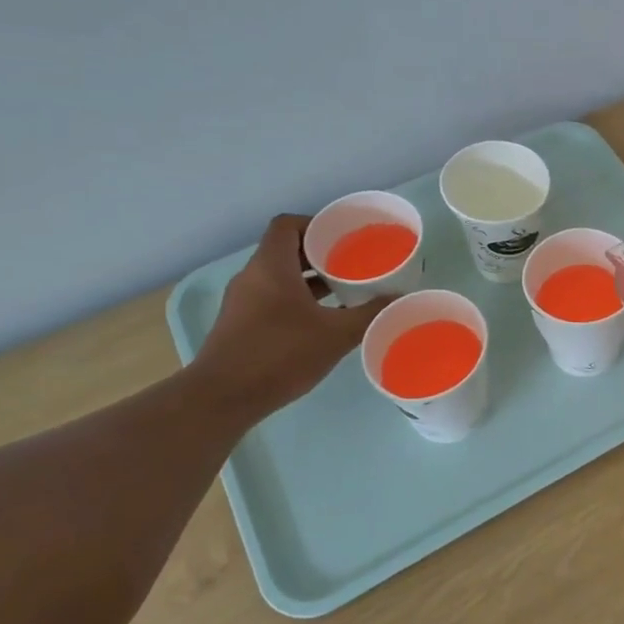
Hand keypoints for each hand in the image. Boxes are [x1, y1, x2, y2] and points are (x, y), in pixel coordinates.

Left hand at [193, 215, 386, 417]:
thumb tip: (399, 298)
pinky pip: (271, 297)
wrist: (224, 398)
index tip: (343, 237)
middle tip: (352, 263)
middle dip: (319, 254)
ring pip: (278, 276)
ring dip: (308, 279)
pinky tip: (321, 319)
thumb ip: (370, 314)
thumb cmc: (281, 355)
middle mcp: (252, 277)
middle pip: (285, 250)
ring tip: (343, 290)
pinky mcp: (240, 324)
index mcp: (271, 267)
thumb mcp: (336, 334)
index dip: (315, 224)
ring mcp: (242, 301)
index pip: (287, 225)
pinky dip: (296, 299)